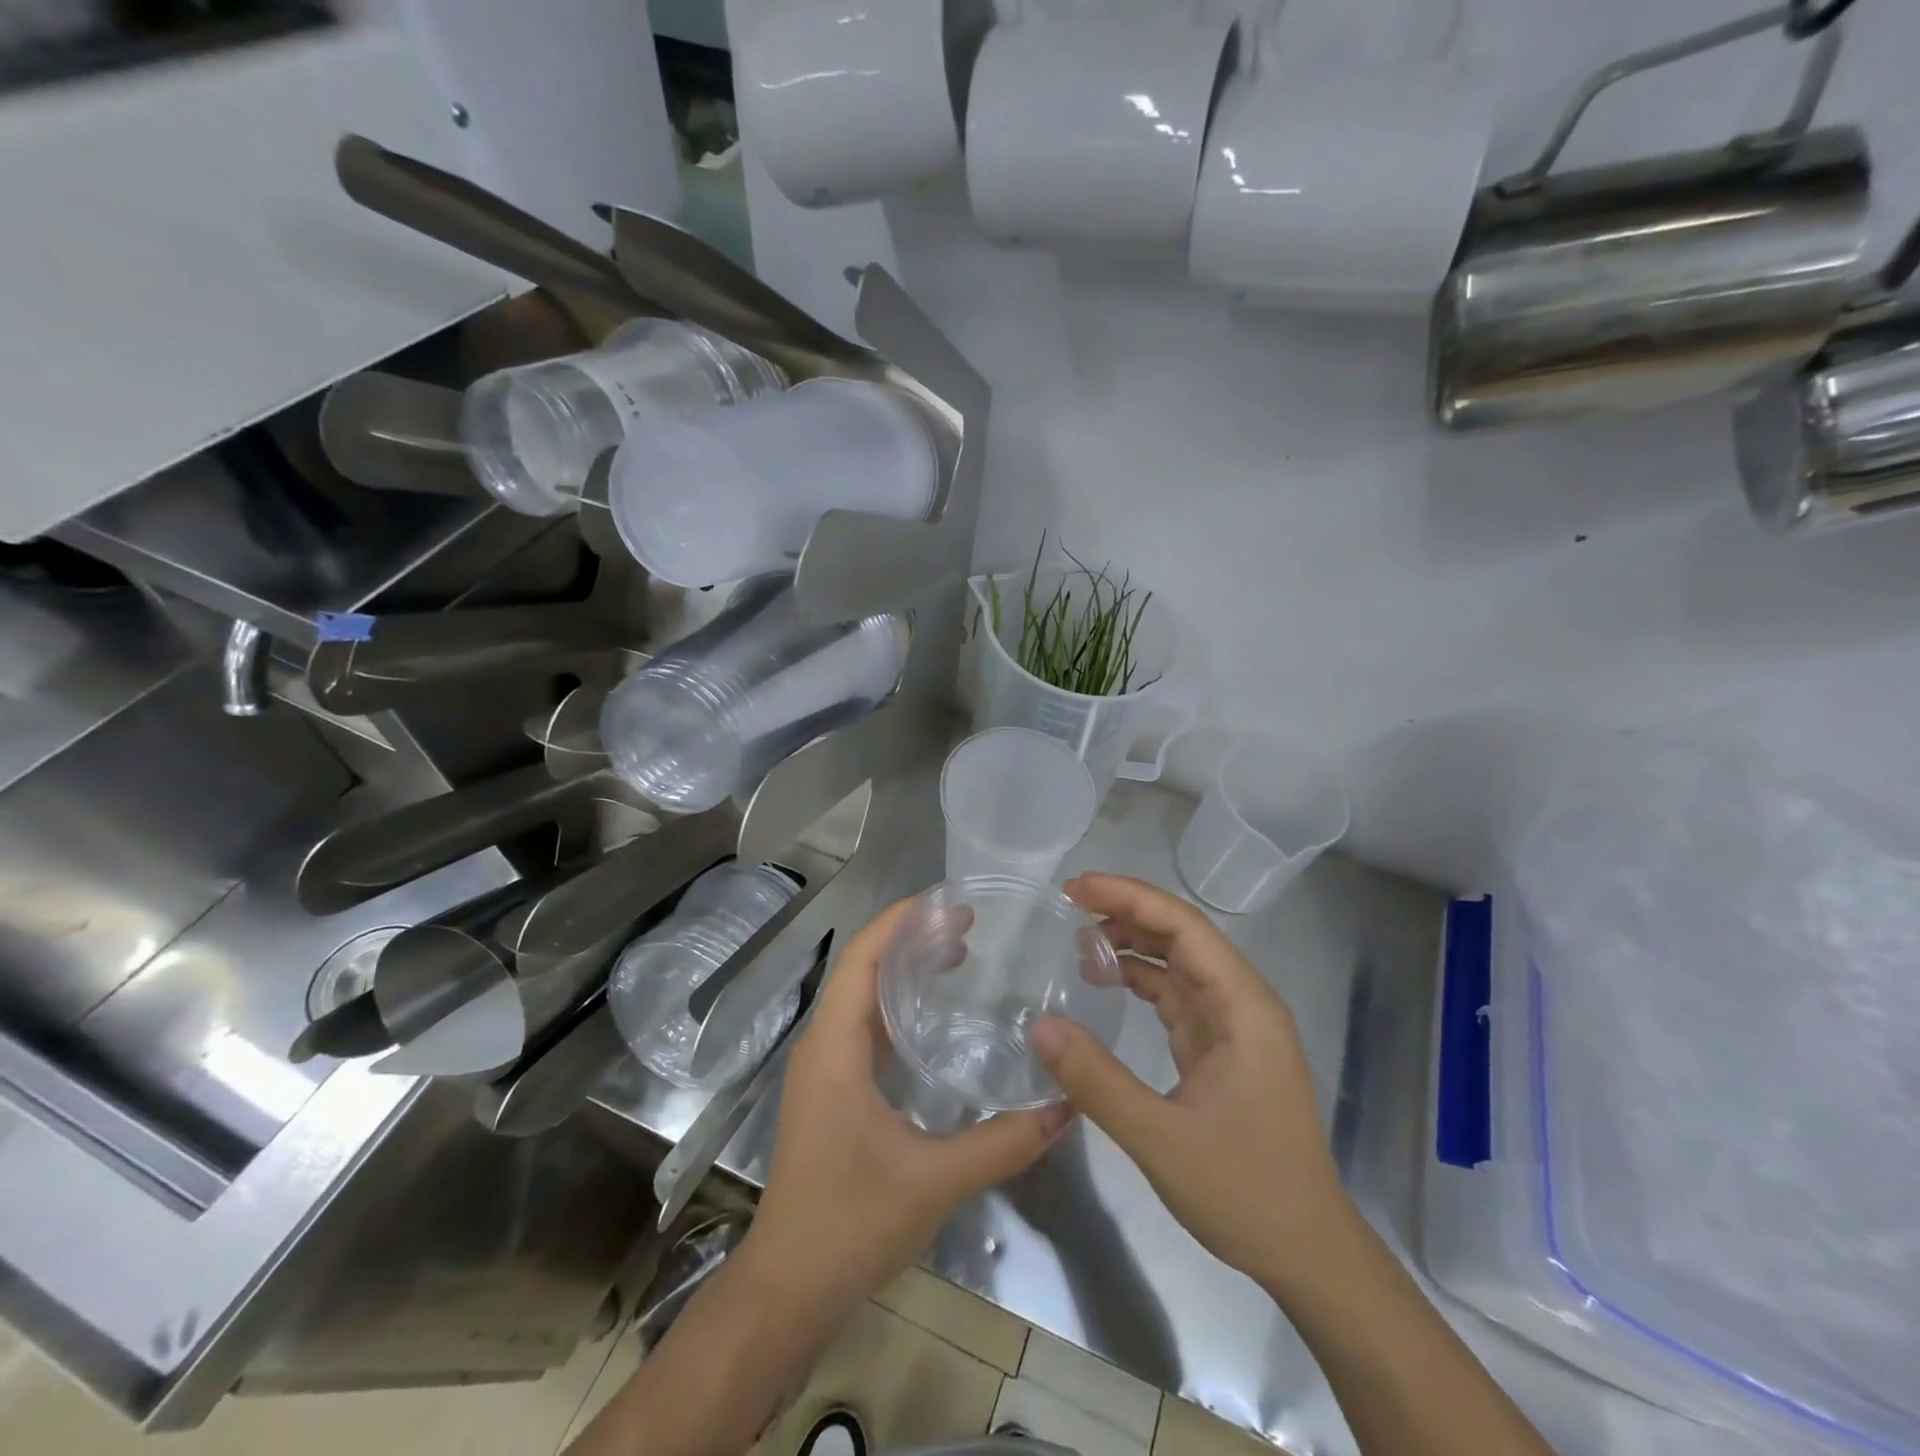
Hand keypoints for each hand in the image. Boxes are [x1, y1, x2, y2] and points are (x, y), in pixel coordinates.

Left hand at [741, 896, 1071, 1315]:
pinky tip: (936, 1018)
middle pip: (863, 968)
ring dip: (904, 970)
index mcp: (834, 1046)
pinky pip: (865, 1028)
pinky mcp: (833, 1091)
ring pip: (863, 998)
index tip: (948, 902)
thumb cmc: (849, 1223)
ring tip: (959, 955)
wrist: (787, 1288)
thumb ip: (1003, 1144)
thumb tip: (1066, 1106)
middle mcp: (824, 1045)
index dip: (900, 920)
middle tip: (968, 926)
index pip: (862, 957)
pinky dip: (899, 1007)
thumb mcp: (934, 1181)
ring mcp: (825, 1069)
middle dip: (910, 938)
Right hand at [1031, 874, 1352, 1296]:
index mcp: (1243, 1007)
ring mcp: (1234, 1027)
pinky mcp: (1221, 1049)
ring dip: (1132, 944)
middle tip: (1067, 904)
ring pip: (1179, 963)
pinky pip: (1176, 996)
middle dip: (1126, 912)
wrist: (1309, 1255)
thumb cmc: (1247, 1192)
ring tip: (1078, 940)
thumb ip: (1097, 1081)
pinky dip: (1140, 980)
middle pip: (1182, 936)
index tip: (1076, 888)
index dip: (1130, 898)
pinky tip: (1105, 982)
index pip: (1184, 927)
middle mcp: (1242, 1004)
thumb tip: (1038, 1025)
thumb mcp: (1162, 1140)